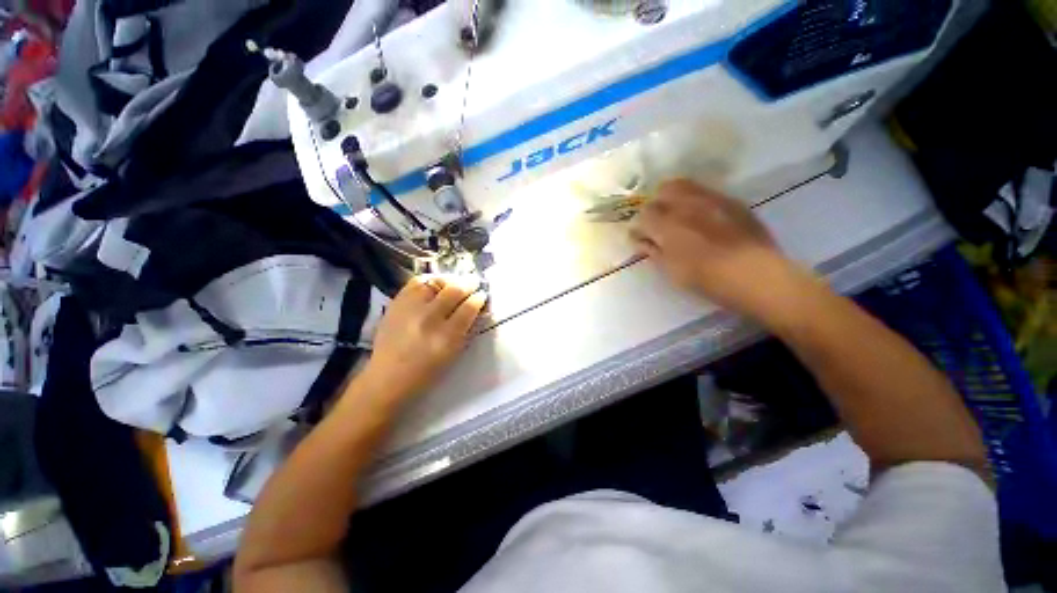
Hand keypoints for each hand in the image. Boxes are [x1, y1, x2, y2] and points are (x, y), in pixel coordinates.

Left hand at [358, 275, 487, 405]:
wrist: (387, 376)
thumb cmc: (427, 371)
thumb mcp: (454, 353)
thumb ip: (468, 329)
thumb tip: (479, 309)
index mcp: (447, 337)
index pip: (469, 307)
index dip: (479, 298)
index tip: (482, 295)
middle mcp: (429, 319)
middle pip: (455, 290)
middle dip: (469, 283)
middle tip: (474, 283)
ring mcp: (411, 308)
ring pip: (436, 282)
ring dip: (451, 279)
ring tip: (456, 282)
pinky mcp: (396, 303)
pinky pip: (417, 281)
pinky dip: (430, 280)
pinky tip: (436, 284)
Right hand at [630, 179, 807, 320]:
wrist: (756, 276)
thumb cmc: (706, 279)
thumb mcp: (671, 270)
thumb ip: (652, 251)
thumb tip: (639, 240)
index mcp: (667, 225)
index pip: (644, 214)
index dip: (640, 225)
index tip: (641, 236)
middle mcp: (686, 205)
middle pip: (663, 191)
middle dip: (656, 204)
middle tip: (658, 222)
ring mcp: (711, 199)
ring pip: (684, 185)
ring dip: (674, 197)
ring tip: (678, 214)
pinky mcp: (731, 201)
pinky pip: (706, 192)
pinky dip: (696, 200)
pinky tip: (702, 217)